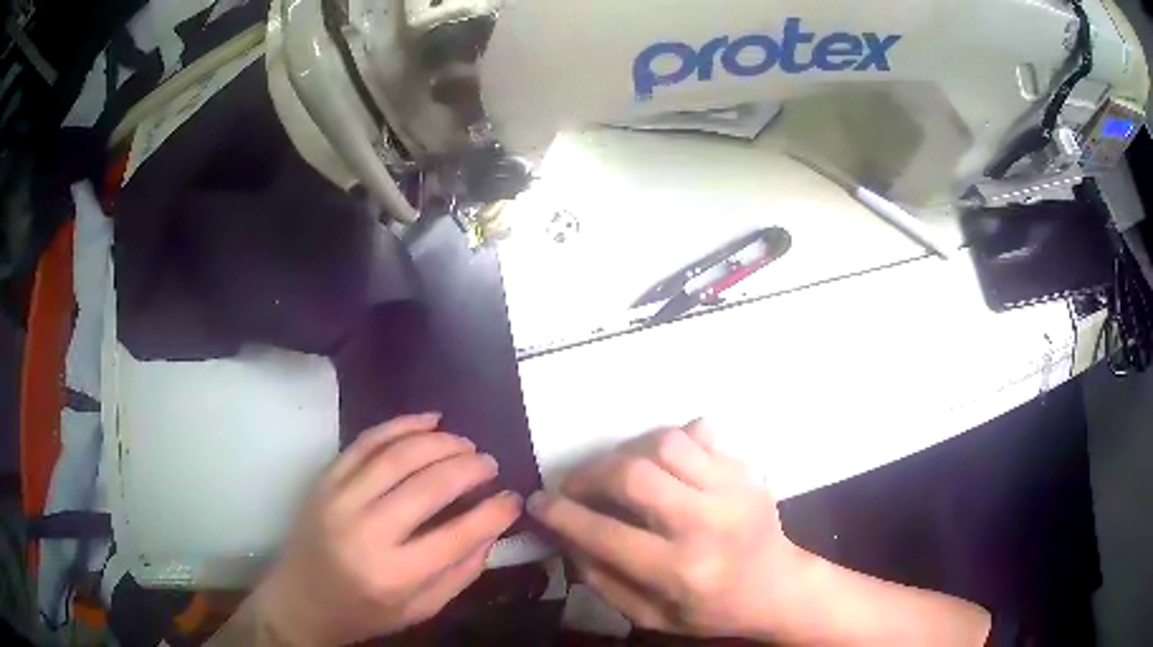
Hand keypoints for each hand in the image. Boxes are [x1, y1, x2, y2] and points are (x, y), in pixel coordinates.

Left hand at [254, 414, 521, 645]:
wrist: (300, 599)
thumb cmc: (363, 613)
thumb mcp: (418, 610)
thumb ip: (459, 574)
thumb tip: (491, 530)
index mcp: (394, 575)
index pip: (456, 536)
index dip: (493, 513)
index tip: (513, 498)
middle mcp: (365, 532)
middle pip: (427, 486)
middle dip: (468, 468)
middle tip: (490, 463)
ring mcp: (339, 500)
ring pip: (397, 456)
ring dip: (438, 443)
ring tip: (465, 443)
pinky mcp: (325, 480)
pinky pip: (365, 442)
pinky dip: (399, 426)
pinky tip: (428, 421)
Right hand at [528, 421, 805, 639]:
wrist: (777, 586)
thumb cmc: (711, 610)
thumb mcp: (649, 615)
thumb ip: (602, 579)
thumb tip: (565, 536)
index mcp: (680, 571)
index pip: (605, 534)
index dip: (561, 514)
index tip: (539, 501)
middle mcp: (706, 524)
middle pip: (633, 476)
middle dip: (589, 475)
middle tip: (574, 485)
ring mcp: (731, 489)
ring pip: (665, 444)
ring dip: (628, 453)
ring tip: (618, 472)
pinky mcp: (744, 470)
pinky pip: (698, 434)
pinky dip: (668, 442)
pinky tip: (660, 464)